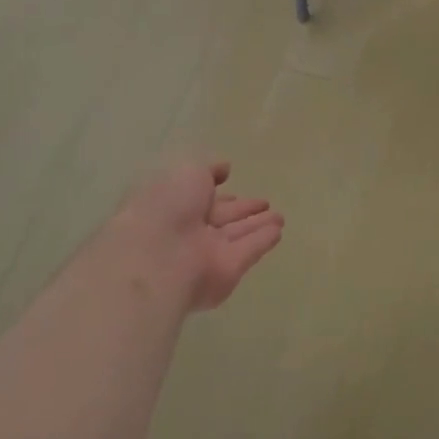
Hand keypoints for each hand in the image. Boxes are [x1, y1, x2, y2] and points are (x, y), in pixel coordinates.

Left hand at [104, 160, 283, 311]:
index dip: (218, 192)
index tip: (234, 185)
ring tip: (280, 216)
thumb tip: (225, 168)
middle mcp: (189, 230)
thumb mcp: (187, 172)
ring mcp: (207, 253)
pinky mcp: (227, 271)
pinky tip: (278, 231)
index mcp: (172, 205)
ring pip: (237, 234)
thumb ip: (209, 169)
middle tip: (264, 202)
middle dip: (242, 210)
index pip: (200, 197)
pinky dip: (263, 241)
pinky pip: (249, 251)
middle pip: (221, 218)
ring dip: (257, 225)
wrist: (157, 257)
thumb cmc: (166, 206)